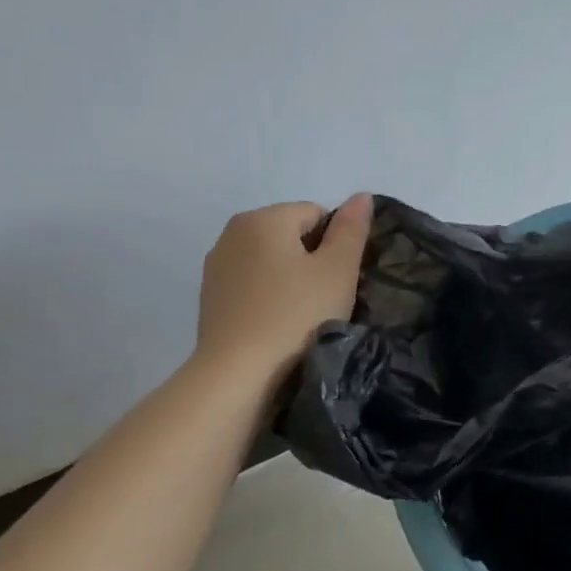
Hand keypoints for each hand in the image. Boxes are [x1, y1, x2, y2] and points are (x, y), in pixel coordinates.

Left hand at [196, 194, 371, 378]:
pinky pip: (251, 285)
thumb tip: (361, 196)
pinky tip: (275, 326)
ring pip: (270, 262)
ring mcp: (216, 266)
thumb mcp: (337, 271)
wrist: (238, 374)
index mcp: (263, 218)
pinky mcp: (210, 298)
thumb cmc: (296, 317)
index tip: (338, 280)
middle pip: (290, 235)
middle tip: (324, 300)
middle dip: (311, 261)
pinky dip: (267, 298)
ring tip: (300, 317)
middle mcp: (232, 232)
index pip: (316, 214)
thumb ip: (352, 230)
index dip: (335, 245)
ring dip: (289, 280)